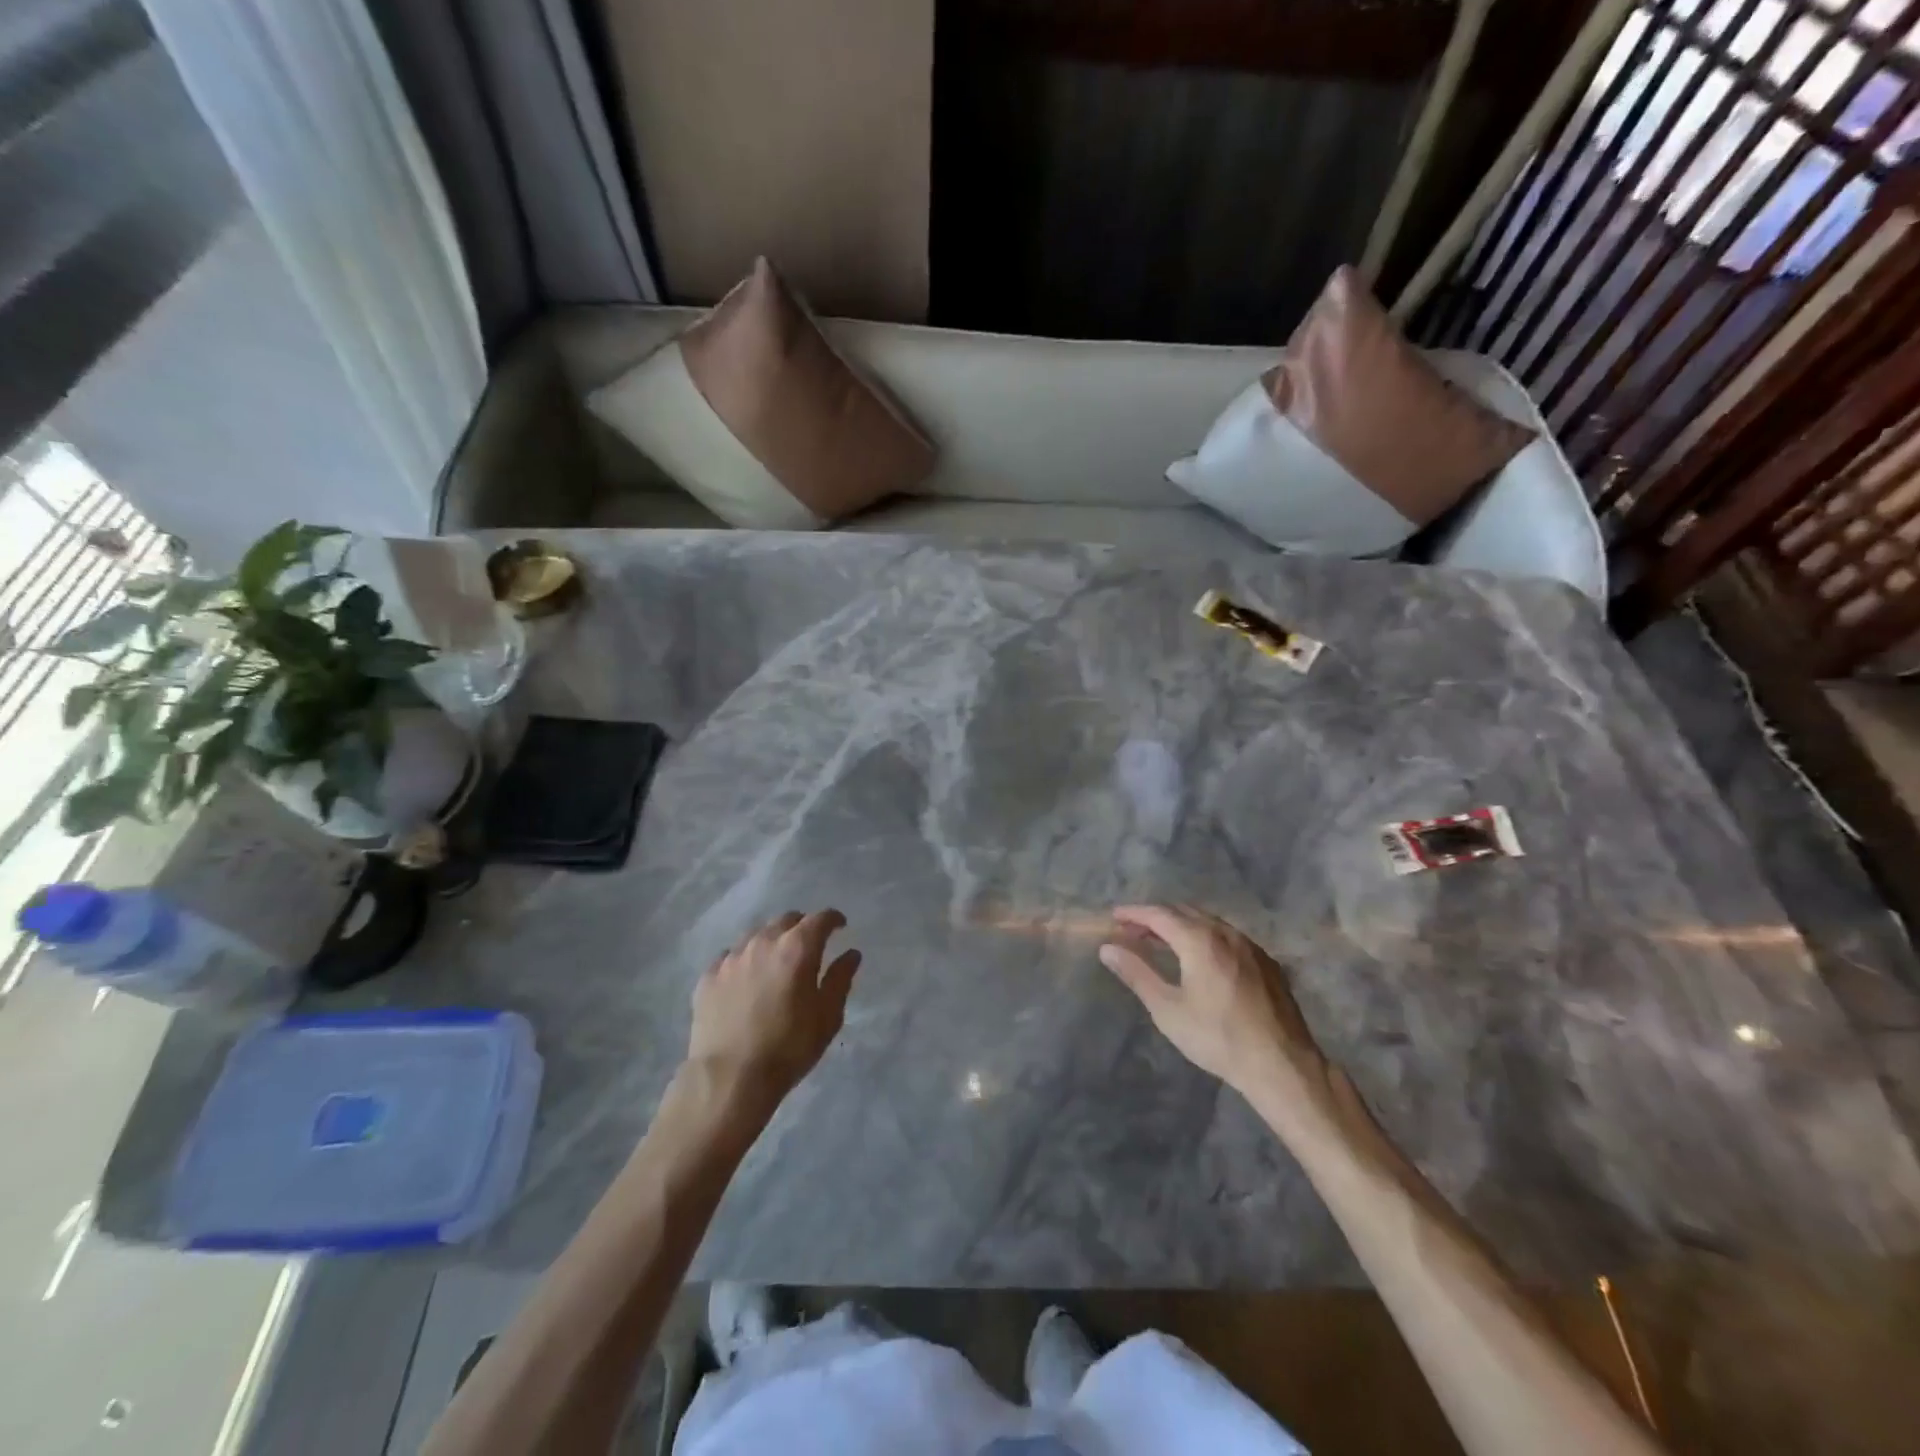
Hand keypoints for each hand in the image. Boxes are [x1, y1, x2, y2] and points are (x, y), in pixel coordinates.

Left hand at [686, 910, 861, 1107]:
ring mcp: (731, 957)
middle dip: (801, 927)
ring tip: (776, 960)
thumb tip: (851, 954)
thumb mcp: (827, 1017)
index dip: (833, 920)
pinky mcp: (708, 976)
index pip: (820, 919)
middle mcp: (763, 942)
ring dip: (772, 940)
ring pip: (756, 934)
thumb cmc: (788, 1048)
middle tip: (809, 945)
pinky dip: (745, 960)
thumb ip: (840, 979)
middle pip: (786, 920)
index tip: (840, 927)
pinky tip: (746, 979)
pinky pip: (731, 956)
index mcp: (797, 949)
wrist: (729, 1079)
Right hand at [1101, 905, 1325, 1098]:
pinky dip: (1205, 937)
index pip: (1159, 914)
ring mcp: (1250, 946)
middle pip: (1184, 912)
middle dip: (1156, 917)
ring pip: (1208, 922)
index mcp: (1200, 939)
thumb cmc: (1217, 1037)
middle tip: (1133, 931)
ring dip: (1181, 925)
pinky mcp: (1267, 962)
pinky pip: (1228, 937)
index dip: (1134, 913)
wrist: (1281, 1064)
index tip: (1114, 916)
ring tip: (1162, 941)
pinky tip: (1201, 958)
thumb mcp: (1168, 1009)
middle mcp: (1226, 933)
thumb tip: (1107, 949)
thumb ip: (1137, 973)